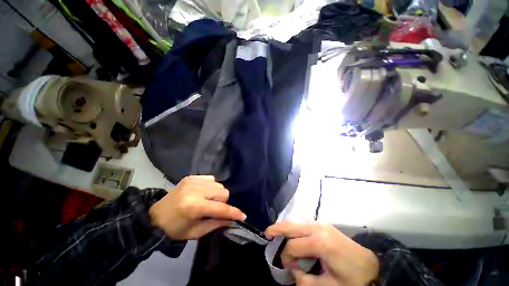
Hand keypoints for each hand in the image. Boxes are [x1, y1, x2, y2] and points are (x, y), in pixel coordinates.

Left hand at [149, 175, 245, 239]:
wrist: (154, 216)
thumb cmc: (174, 229)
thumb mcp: (196, 232)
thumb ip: (216, 224)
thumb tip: (232, 220)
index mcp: (194, 207)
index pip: (221, 208)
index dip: (233, 212)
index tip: (243, 216)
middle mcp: (195, 190)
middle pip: (223, 192)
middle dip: (223, 202)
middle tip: (214, 209)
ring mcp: (193, 180)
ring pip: (219, 185)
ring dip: (218, 194)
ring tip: (208, 200)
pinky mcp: (191, 176)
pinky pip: (211, 179)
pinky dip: (211, 187)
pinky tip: (203, 193)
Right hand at [265, 222, 378, 285]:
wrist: (372, 265)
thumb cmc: (353, 279)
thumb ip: (306, 281)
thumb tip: (293, 270)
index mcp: (320, 243)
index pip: (293, 246)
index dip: (286, 257)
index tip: (288, 268)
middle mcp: (318, 228)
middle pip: (291, 226)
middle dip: (277, 229)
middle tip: (266, 233)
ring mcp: (320, 224)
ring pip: (296, 223)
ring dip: (285, 228)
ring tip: (275, 233)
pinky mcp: (323, 224)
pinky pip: (303, 224)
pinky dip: (294, 228)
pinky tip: (290, 233)